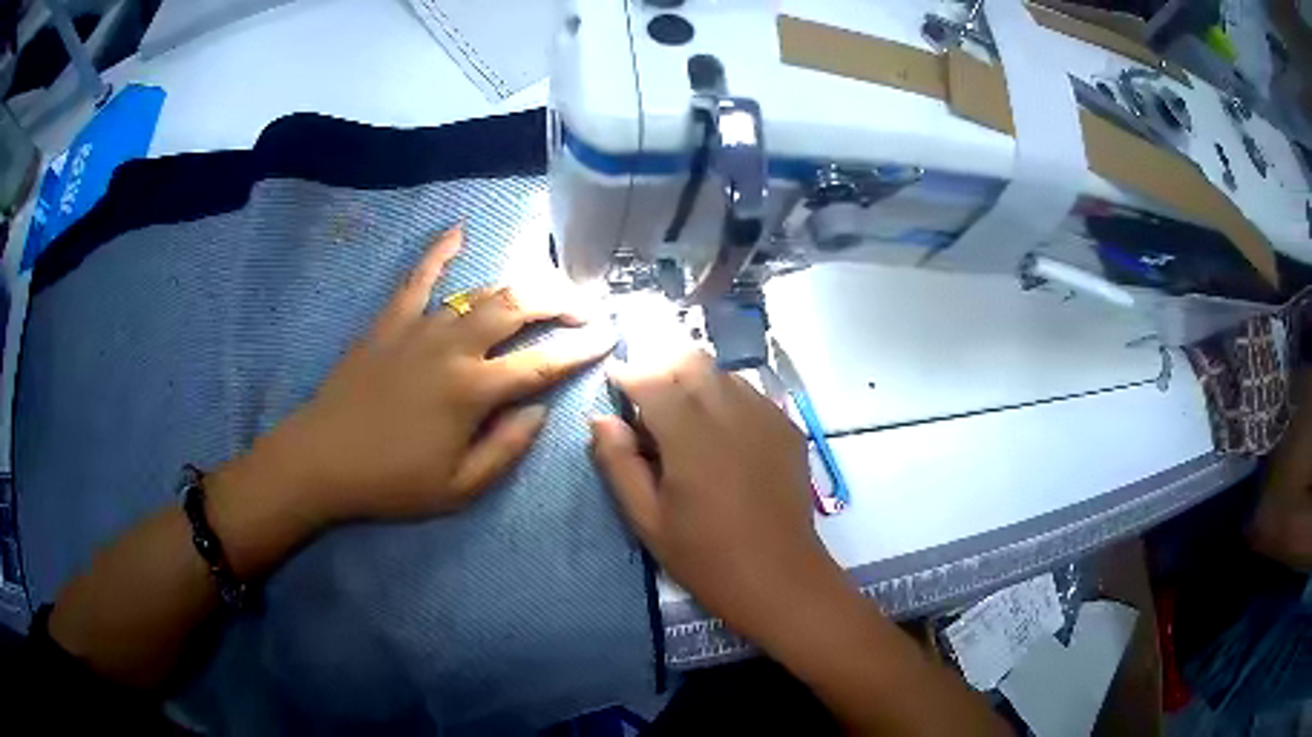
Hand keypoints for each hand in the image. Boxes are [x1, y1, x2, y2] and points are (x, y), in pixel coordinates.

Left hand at [225, 225, 614, 529]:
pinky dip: (438, 252)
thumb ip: (506, 449)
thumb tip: (538, 411)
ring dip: (518, 287)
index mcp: (472, 391)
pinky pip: (417, 279)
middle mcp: (452, 348)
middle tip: (585, 304)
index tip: (610, 334)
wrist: (321, 460)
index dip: (581, 348)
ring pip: (479, 292)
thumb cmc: (391, 482)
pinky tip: (458, 231)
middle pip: (517, 309)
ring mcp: (418, 328)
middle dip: (559, 301)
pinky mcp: (389, 323)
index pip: (542, 363)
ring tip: (543, 287)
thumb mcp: (458, 488)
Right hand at [591, 349, 840, 641]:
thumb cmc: (705, 557)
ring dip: (696, 384)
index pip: (651, 379)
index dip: (627, 374)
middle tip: (649, 404)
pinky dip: (728, 400)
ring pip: (723, 374)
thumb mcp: (647, 520)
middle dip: (663, 369)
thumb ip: (618, 464)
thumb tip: (601, 420)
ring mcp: (766, 416)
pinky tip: (724, 437)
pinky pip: (751, 395)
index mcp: (690, 435)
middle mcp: (730, 412)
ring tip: (687, 422)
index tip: (614, 381)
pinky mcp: (788, 428)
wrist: (779, 578)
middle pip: (691, 361)